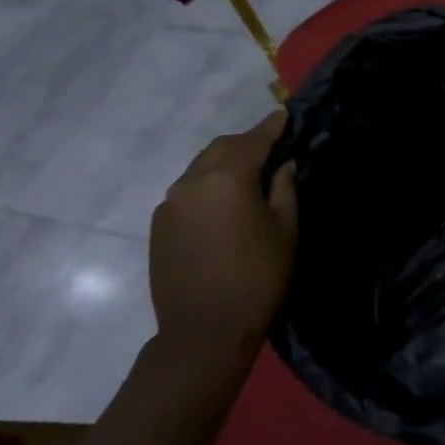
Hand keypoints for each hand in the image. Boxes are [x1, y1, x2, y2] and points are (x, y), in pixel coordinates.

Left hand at [148, 111, 297, 386]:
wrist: (203, 331)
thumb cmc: (258, 277)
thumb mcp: (286, 230)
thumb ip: (284, 188)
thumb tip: (282, 165)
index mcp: (225, 178)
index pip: (253, 140)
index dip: (272, 127)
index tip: (286, 114)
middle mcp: (191, 182)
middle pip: (221, 148)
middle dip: (247, 143)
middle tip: (272, 148)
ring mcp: (169, 204)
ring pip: (201, 168)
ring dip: (225, 164)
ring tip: (250, 175)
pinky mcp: (158, 225)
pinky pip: (188, 192)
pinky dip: (208, 186)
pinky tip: (225, 204)